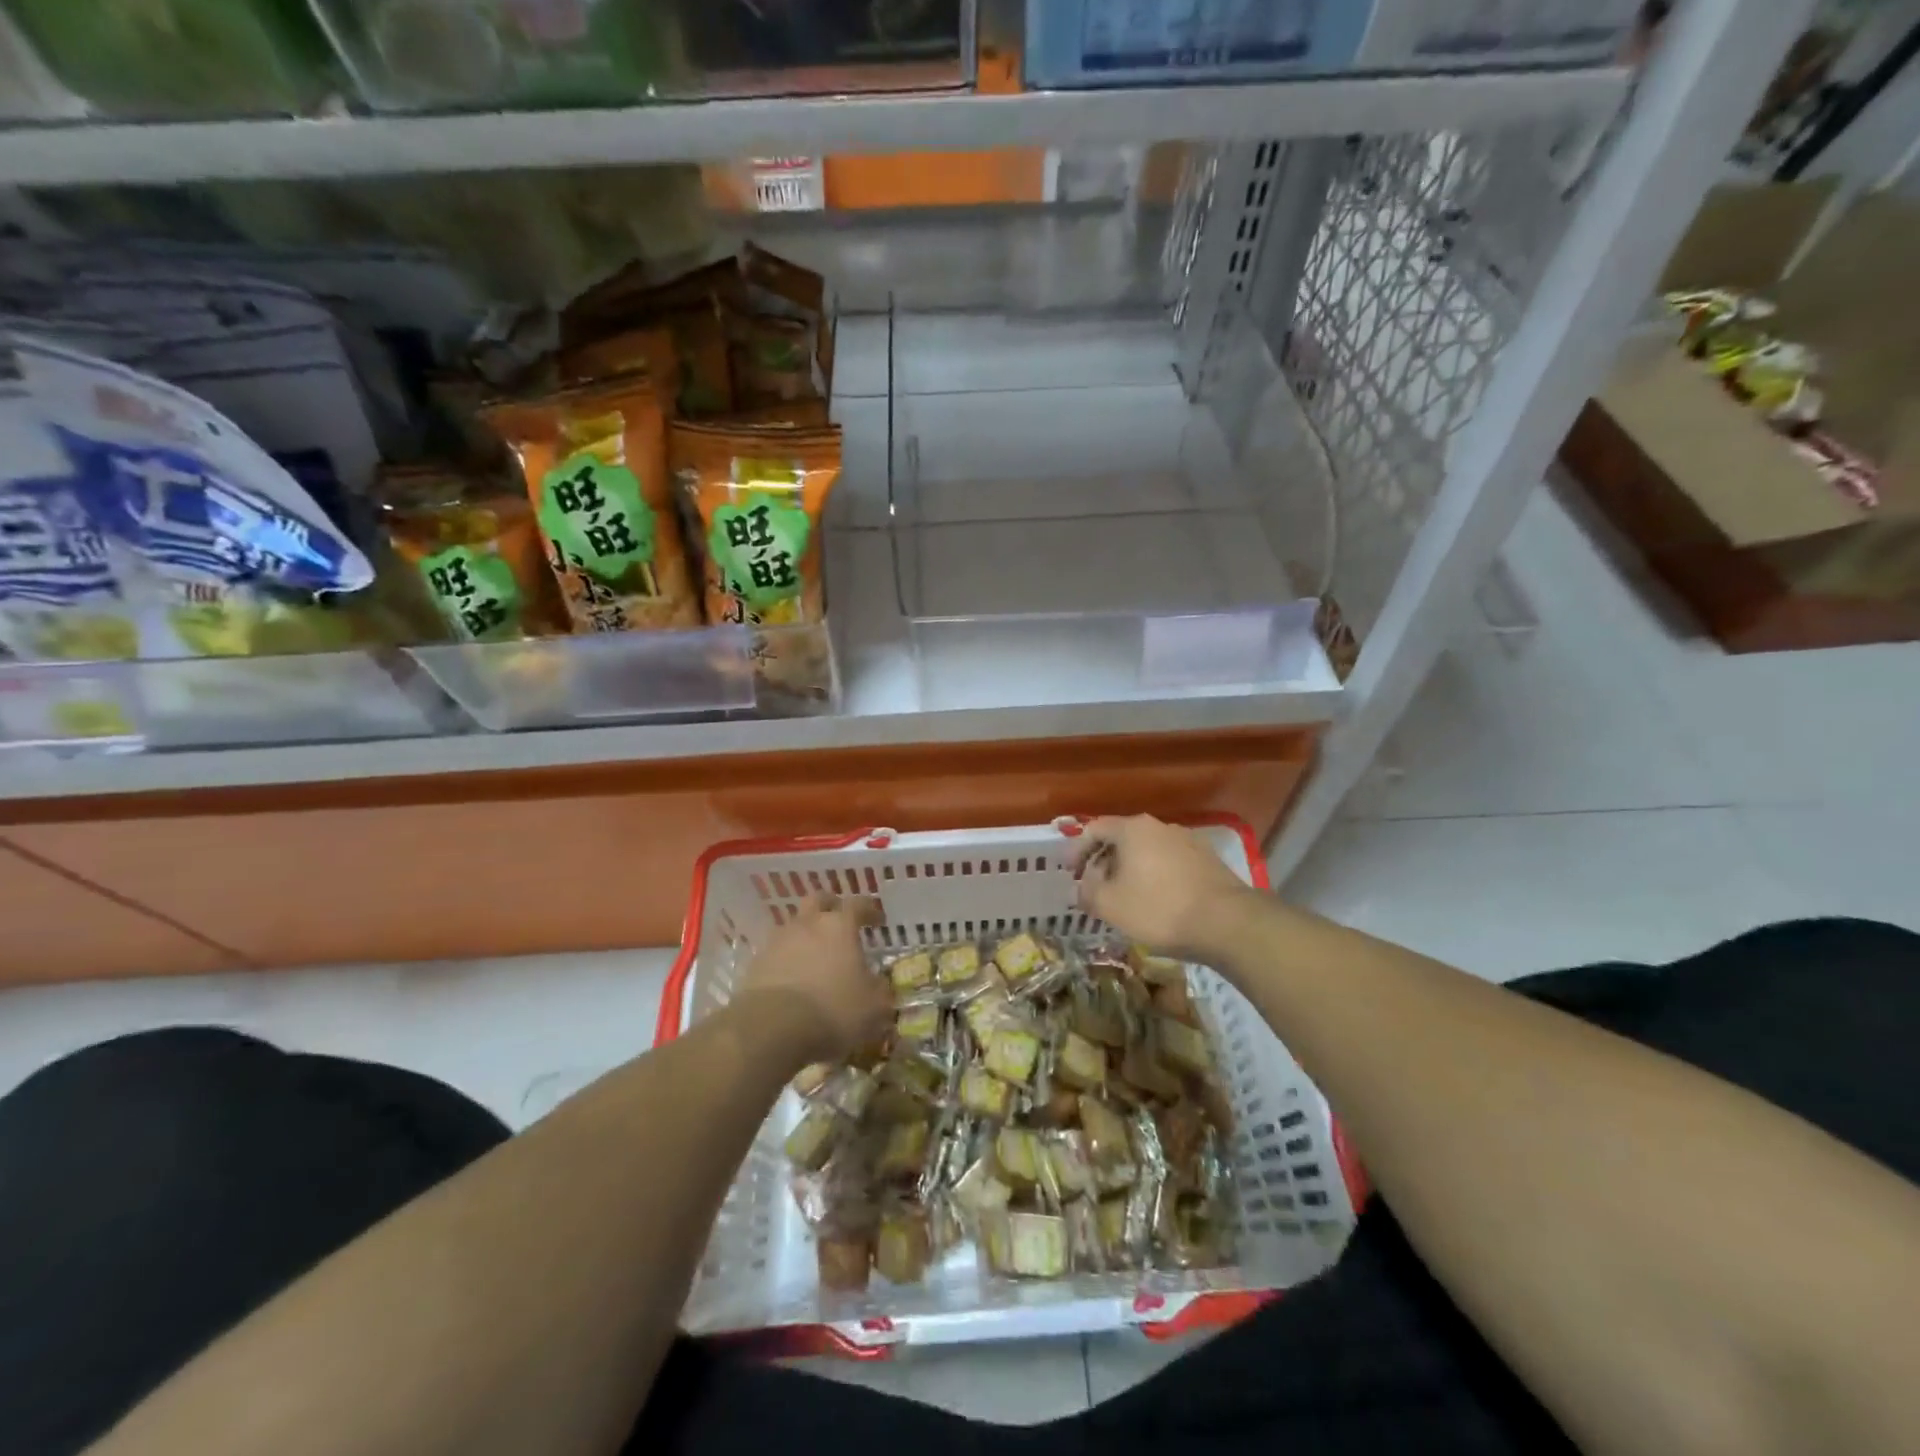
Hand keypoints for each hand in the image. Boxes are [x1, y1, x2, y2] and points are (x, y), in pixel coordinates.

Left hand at [734, 894, 891, 1065]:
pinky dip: (787, 960)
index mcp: (839, 926)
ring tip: (815, 957)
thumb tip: (879, 985)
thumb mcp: (873, 1007)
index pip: (858, 904)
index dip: (870, 909)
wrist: (771, 1029)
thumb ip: (880, 991)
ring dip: (806, 935)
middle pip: (818, 901)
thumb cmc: (833, 1010)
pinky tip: (793, 979)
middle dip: (830, 907)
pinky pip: (776, 953)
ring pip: (794, 926)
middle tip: (840, 922)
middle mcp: (807, 924)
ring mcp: (777, 942)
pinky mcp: (755, 965)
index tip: (878, 920)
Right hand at [1070, 815, 1255, 962]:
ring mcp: (1188, 841)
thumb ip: (1087, 892)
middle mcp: (1160, 827)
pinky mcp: (1207, 860)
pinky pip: (1169, 863)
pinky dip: (1155, 876)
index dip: (1077, 850)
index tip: (1070, 873)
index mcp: (1133, 829)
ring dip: (1130, 870)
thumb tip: (1082, 886)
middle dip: (1104, 862)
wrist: (1228, 923)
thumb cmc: (1160, 909)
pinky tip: (1156, 901)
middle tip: (1095, 887)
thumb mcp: (1110, 905)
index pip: (1094, 829)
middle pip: (1122, 838)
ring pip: (1147, 851)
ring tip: (1125, 897)